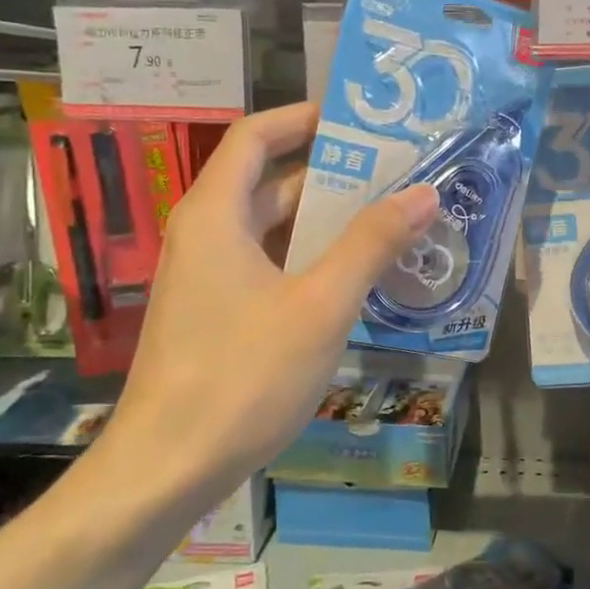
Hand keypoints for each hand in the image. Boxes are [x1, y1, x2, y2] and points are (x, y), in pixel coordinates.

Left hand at [106, 102, 437, 485]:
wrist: (165, 470)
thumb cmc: (242, 376)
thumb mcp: (320, 305)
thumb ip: (372, 244)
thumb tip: (424, 192)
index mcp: (216, 215)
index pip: (257, 136)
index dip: (304, 118)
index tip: (359, 119)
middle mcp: (206, 235)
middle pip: (271, 184)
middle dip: (333, 176)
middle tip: (398, 174)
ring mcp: (208, 278)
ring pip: (273, 231)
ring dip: (328, 224)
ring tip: (392, 221)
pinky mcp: (216, 314)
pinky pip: (269, 267)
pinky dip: (310, 262)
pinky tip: (357, 278)